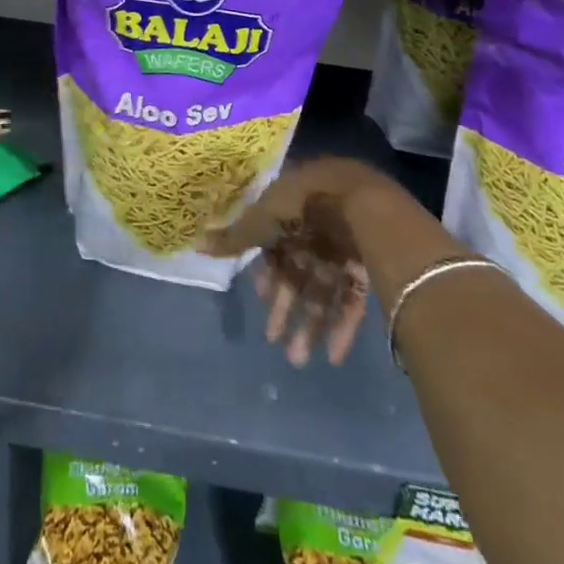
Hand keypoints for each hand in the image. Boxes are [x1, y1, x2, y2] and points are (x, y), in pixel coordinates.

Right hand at [205, 157, 402, 367]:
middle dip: (286, 307)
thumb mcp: (260, 221)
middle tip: (274, 342)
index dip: (267, 275)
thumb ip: (234, 238)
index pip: (275, 246)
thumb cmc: (301, 206)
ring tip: (298, 359)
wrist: (360, 203)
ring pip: (322, 290)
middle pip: (298, 272)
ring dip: (310, 324)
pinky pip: (350, 299)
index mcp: (289, 210)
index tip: (261, 300)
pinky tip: (332, 355)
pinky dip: (341, 326)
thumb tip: (197, 243)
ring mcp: (342, 247)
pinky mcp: (366, 266)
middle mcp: (315, 228)